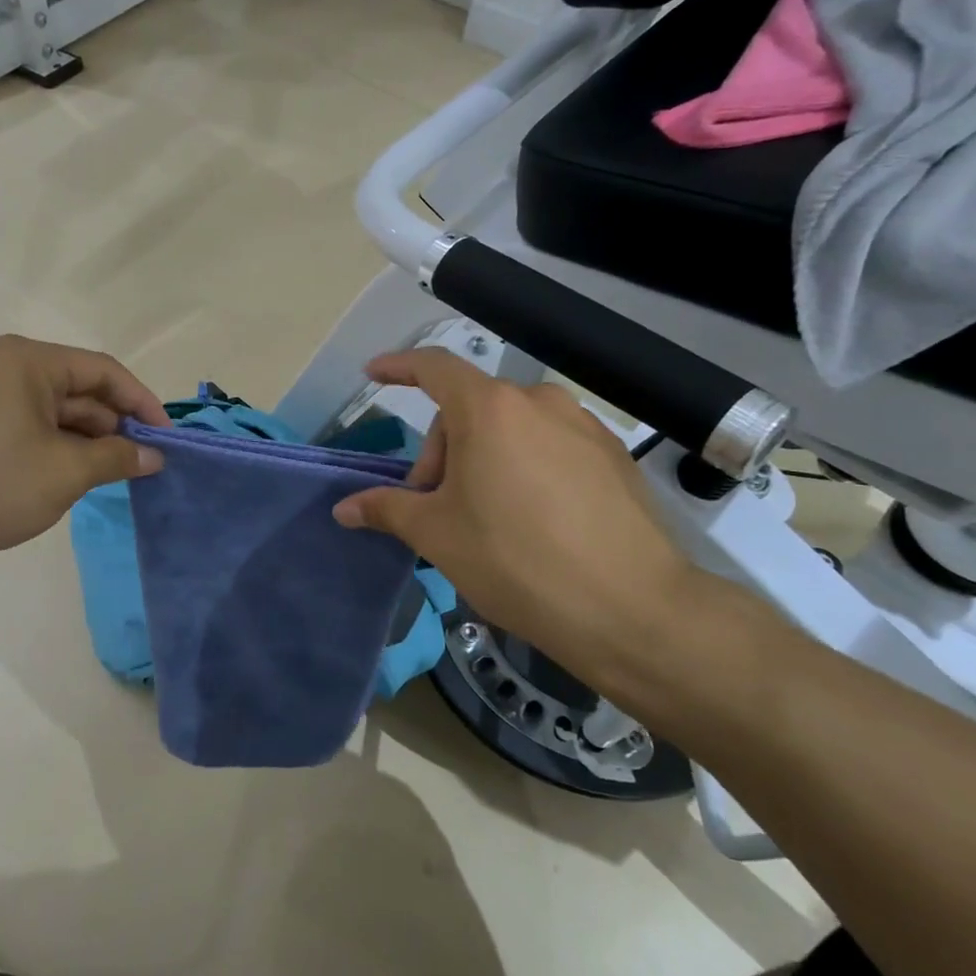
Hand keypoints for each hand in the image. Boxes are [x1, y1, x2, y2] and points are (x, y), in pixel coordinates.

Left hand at [0, 335, 168, 565]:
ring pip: (53, 409)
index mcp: (27, 360)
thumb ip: (117, 457)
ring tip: (110, 474)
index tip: (166, 439)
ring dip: (85, 439)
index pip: (104, 370)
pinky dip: (55, 444)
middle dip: (113, 425)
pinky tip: (69, 474)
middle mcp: (3, 364)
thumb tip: (153, 456)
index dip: (142, 403)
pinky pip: (27, 422)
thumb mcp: (65, 473)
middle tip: (142, 464)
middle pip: (78, 387)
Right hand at [332, 349, 710, 685]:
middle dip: (442, 452)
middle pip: (470, 409)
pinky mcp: (613, 457)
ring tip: (484, 518)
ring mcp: (583, 427)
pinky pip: (550, 447)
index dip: (398, 367)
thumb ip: (386, 509)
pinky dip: (524, 468)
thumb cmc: (514, 560)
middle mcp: (539, 403)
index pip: (433, 368)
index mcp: (489, 410)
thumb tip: (344, 508)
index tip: (373, 373)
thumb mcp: (437, 535)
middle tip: (436, 508)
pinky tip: (532, 522)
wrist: (631, 609)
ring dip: (483, 460)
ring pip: (511, 429)